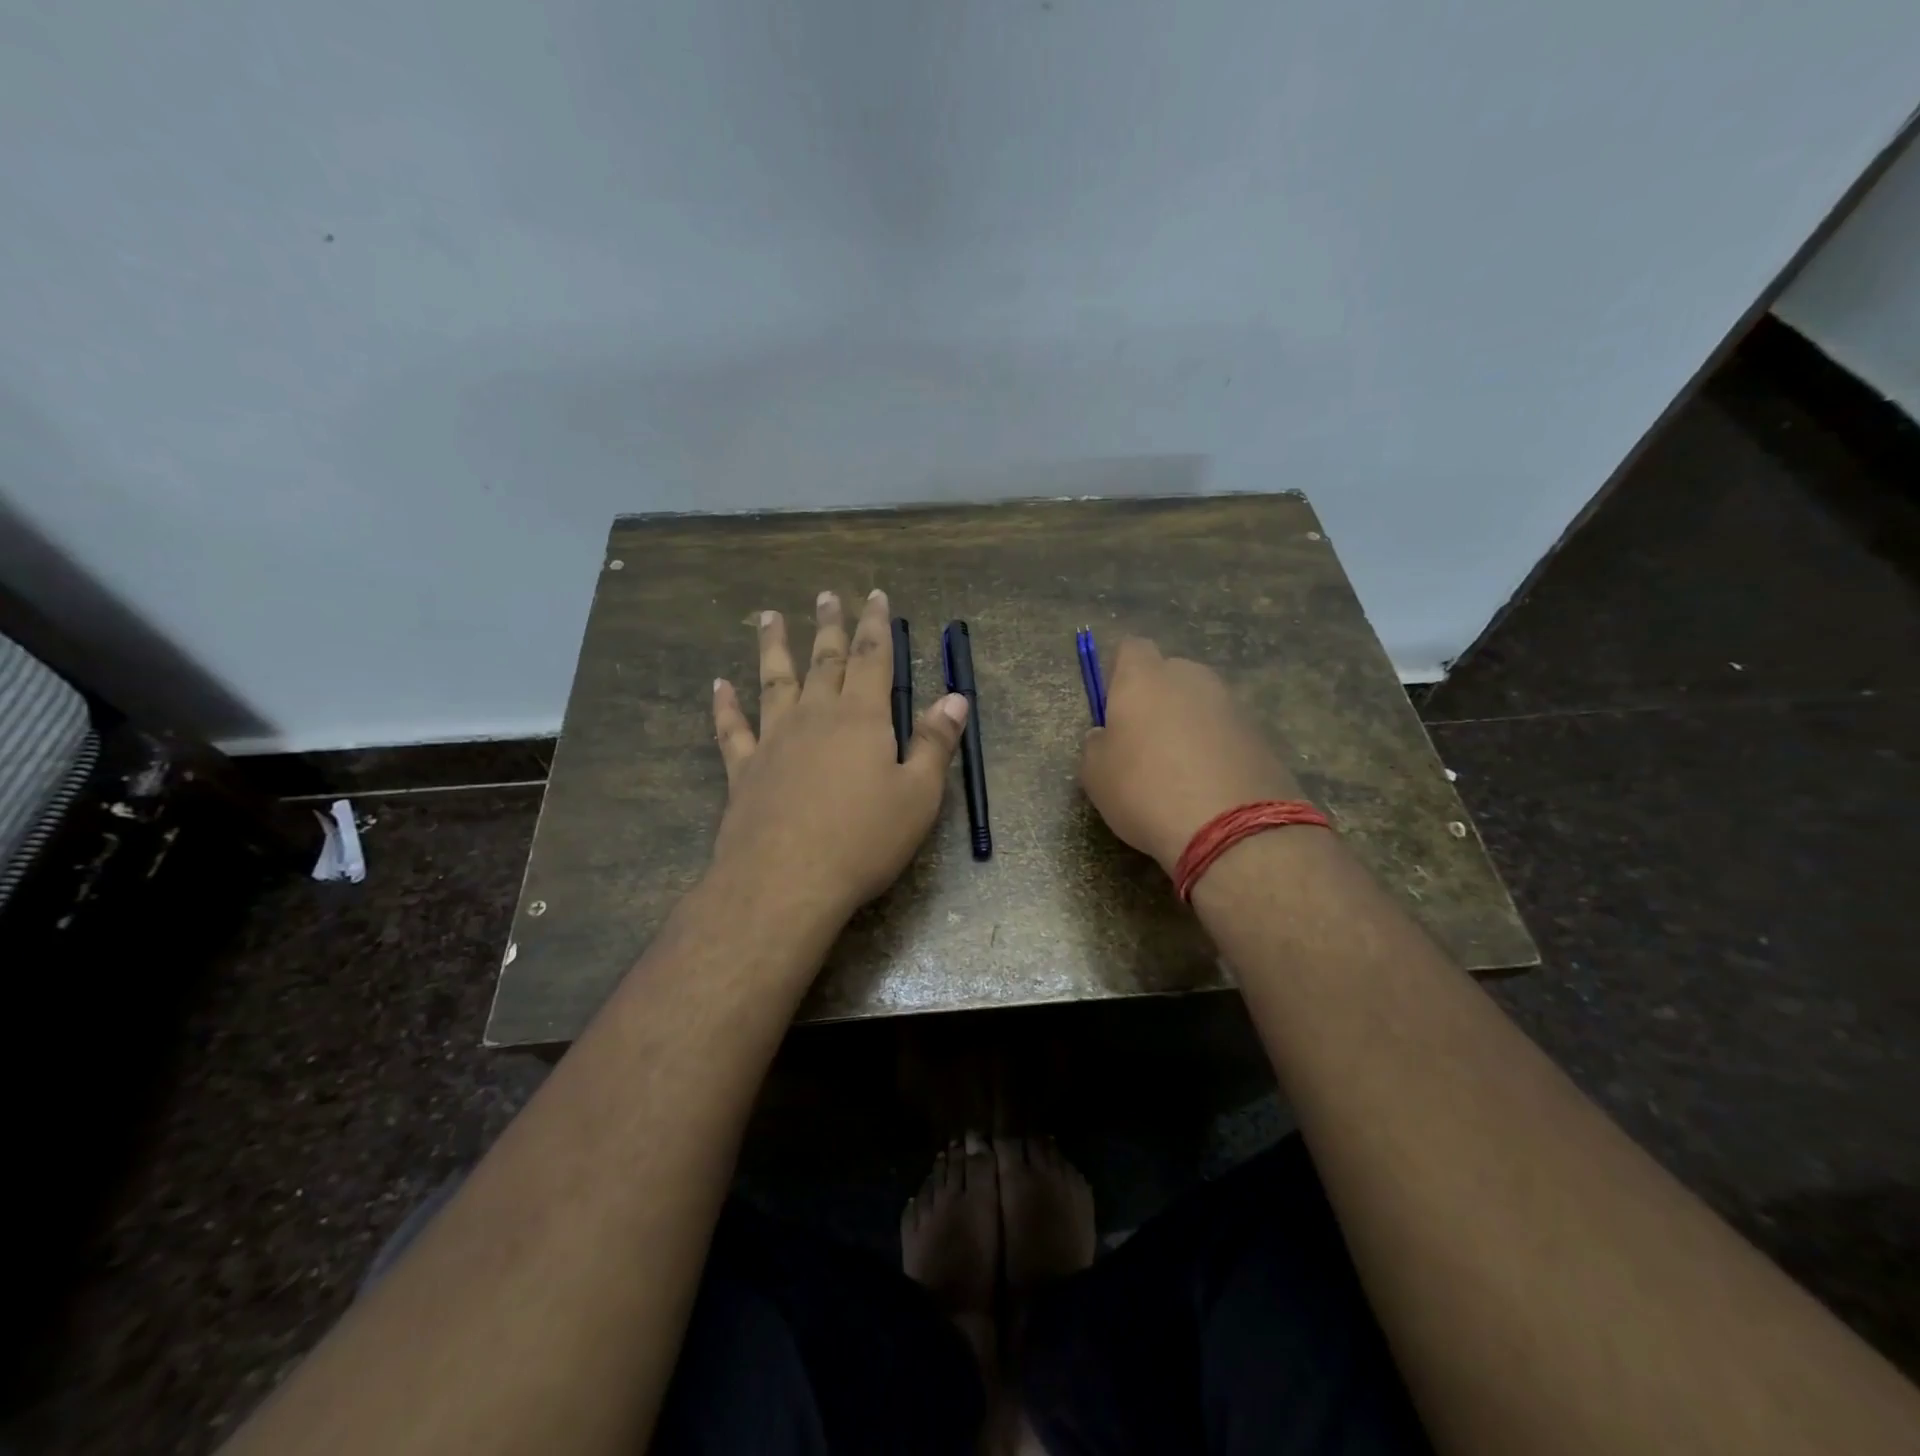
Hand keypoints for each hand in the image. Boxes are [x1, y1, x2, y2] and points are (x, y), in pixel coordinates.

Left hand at [711, 589, 969, 920]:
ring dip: (773, 648)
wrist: (786, 880)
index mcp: (862, 718)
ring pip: (774, 682)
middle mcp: (815, 717)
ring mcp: (774, 740)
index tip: (875, 596)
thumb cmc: (863, 839)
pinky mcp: (744, 770)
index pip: (873, 659)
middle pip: (824, 660)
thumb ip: (935, 743)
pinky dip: (725, 706)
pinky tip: (719, 686)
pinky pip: (732, 729)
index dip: (876, 626)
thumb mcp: (918, 795)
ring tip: (769, 617)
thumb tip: (956, 698)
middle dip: (830, 627)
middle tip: (826, 595)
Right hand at [1080, 637, 1301, 874]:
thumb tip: (1107, 736)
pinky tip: (1209, 787)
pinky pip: (1227, 733)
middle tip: (1145, 744)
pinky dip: (1217, 750)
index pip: (1131, 648)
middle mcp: (1191, 678)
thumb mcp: (1095, 774)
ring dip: (1190, 726)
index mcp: (1144, 678)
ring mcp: (1232, 704)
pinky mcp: (1262, 734)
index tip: (1114, 708)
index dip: (1120, 674)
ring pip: (1201, 704)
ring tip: (1180, 773)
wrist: (1231, 828)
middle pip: (1170, 674)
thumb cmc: (1145, 790)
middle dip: (1158, 699)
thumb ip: (1097, 743)